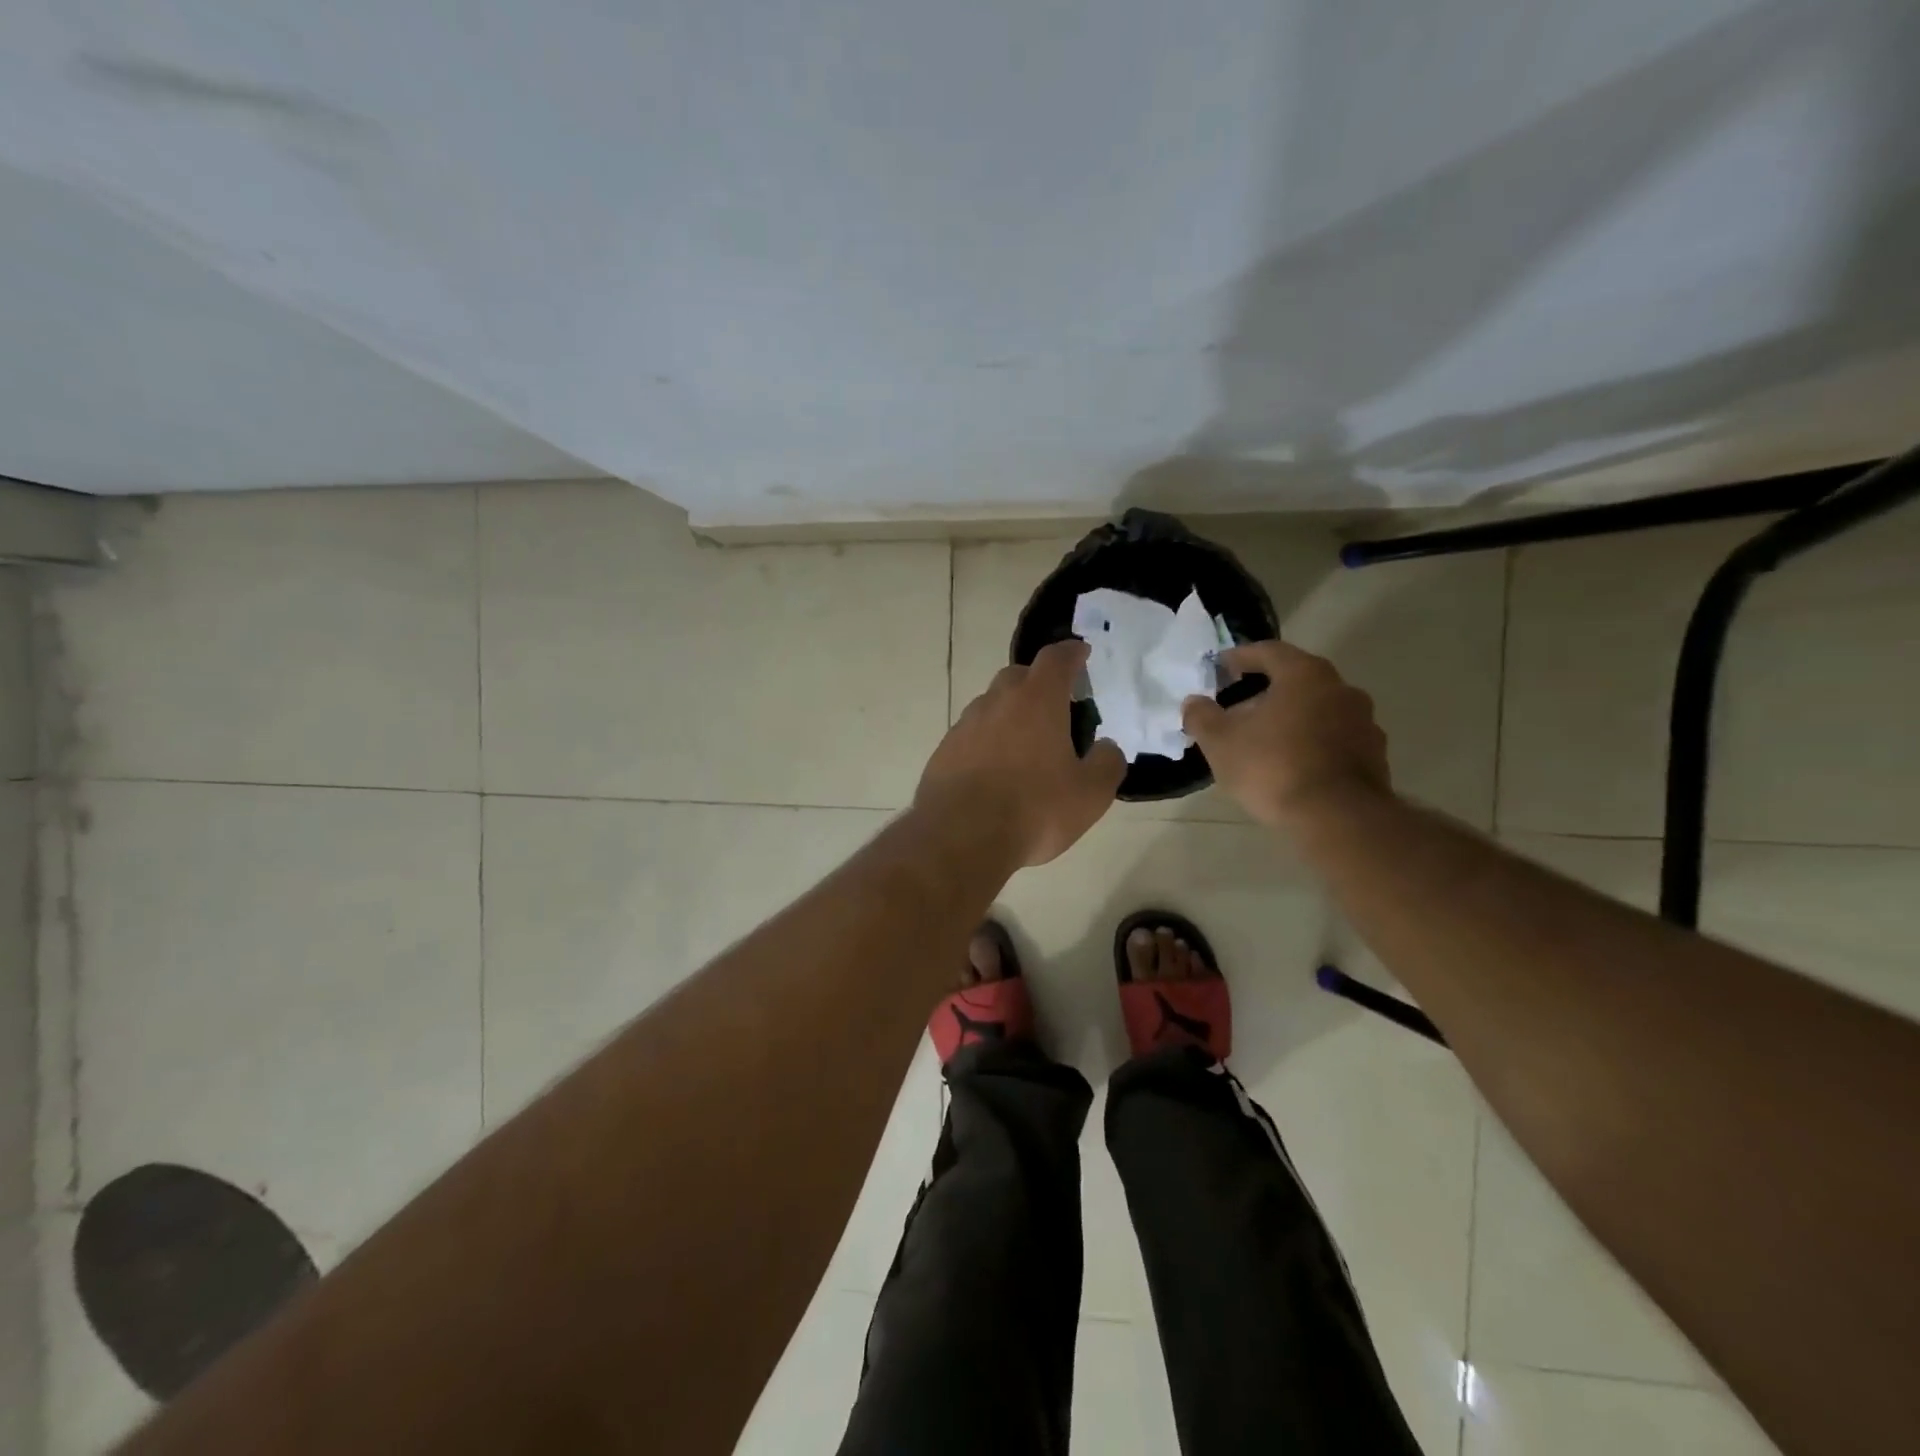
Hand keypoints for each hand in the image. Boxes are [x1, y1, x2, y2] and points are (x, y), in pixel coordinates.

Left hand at [917, 639, 1125, 865]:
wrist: (960, 837)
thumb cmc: (1034, 810)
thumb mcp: (1090, 794)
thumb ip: (1107, 763)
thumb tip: (1106, 747)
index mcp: (1037, 700)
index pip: (1056, 659)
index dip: (1072, 653)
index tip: (1081, 653)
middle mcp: (997, 702)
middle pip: (1019, 676)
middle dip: (1039, 683)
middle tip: (1057, 707)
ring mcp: (965, 725)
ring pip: (992, 705)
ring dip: (1011, 714)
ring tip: (1026, 744)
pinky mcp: (943, 751)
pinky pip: (971, 735)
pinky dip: (987, 741)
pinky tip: (996, 771)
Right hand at [1181, 639, 1390, 830]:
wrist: (1338, 817)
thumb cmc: (1274, 767)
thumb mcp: (1221, 743)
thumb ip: (1203, 717)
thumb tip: (1193, 702)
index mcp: (1304, 675)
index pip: (1269, 651)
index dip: (1241, 656)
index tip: (1221, 667)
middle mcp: (1341, 689)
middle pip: (1297, 680)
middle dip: (1266, 691)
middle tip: (1239, 708)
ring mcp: (1363, 722)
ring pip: (1318, 709)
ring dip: (1292, 718)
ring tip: (1265, 741)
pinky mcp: (1374, 755)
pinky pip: (1335, 739)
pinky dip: (1312, 743)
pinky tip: (1292, 765)